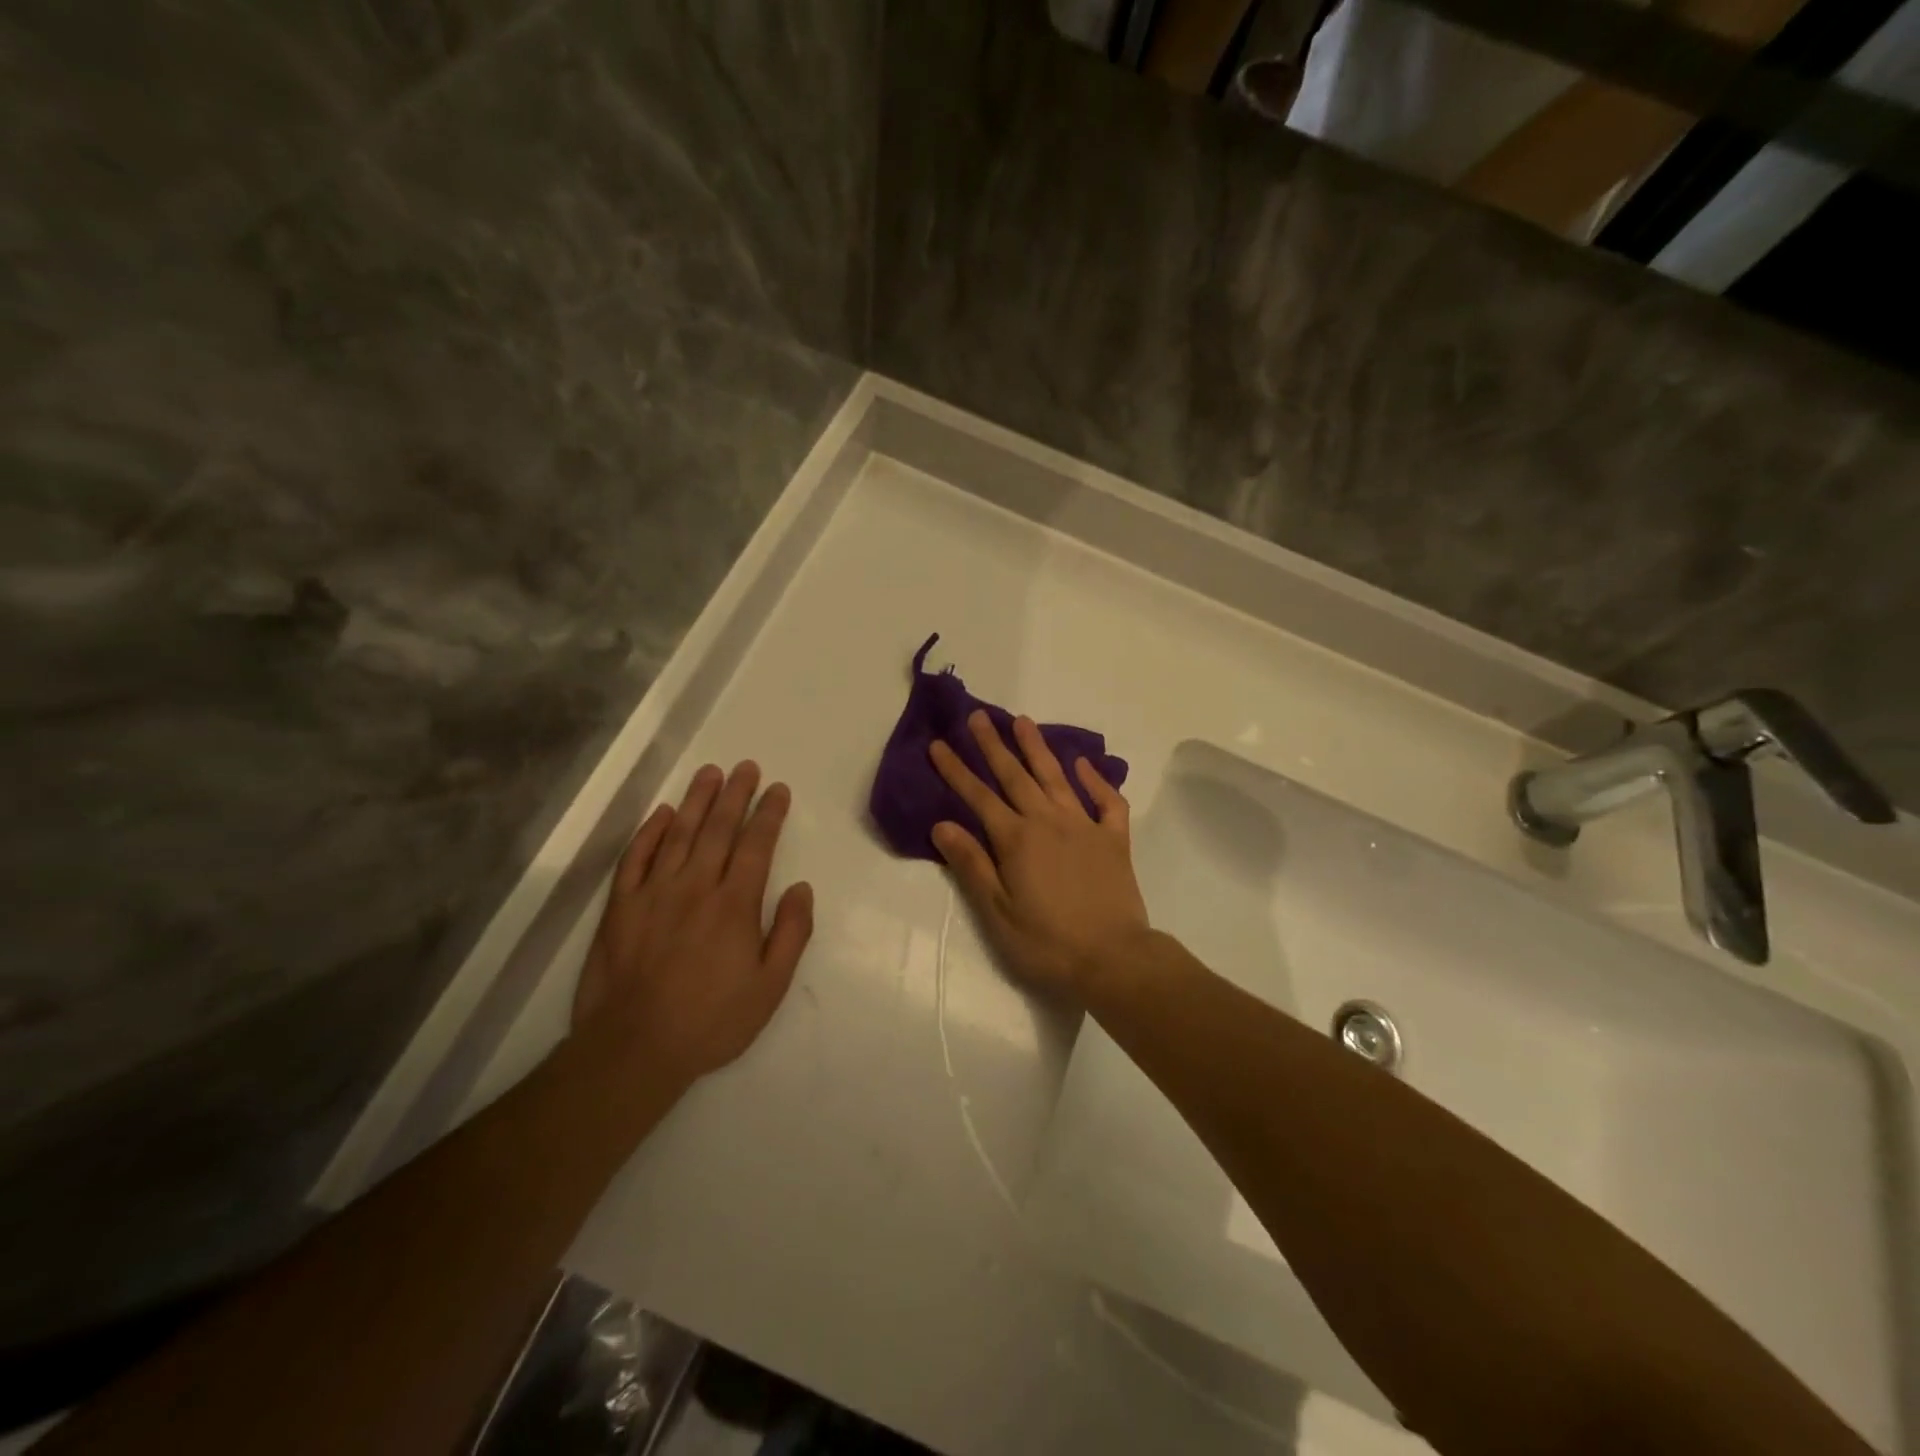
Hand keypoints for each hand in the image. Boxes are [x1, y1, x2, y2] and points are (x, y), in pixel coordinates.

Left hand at [574, 761, 813, 1089]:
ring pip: (678, 833)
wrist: (634, 1048)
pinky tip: (662, 813)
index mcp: (735, 904)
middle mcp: (696, 886)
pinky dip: (649, 831)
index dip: (769, 813)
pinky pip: (635, 857)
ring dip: (697, 800)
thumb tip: (802, 888)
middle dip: (735, 794)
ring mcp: (654, 893)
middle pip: (718, 829)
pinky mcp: (620, 907)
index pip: (756, 845)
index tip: (777, 790)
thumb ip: (791, 933)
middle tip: (746, 767)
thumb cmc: (712, 1020)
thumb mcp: (771, 987)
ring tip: (710, 773)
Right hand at [928, 711, 1149, 998]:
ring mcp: (1084, 826)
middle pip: (1015, 776)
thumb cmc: (1047, 943)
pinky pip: (1107, 800)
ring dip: (1037, 748)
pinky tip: (1082, 764)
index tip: (939, 744)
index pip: (979, 797)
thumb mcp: (998, 912)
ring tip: (1023, 721)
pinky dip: (1095, 779)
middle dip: (993, 745)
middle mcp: (1048, 822)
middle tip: (979, 716)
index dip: (957, 770)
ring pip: (1056, 777)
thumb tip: (942, 825)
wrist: (1114, 959)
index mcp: (1017, 840)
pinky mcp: (1114, 839)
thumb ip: (972, 865)